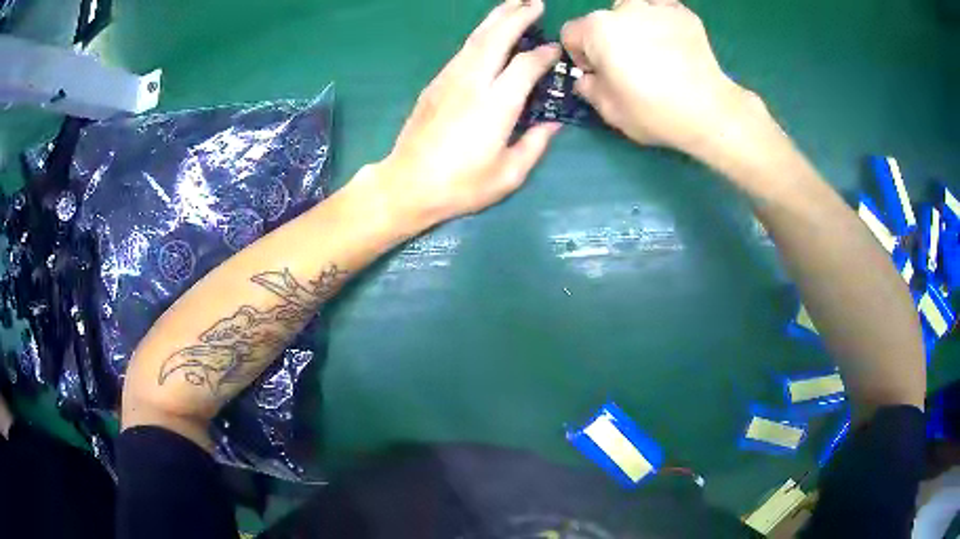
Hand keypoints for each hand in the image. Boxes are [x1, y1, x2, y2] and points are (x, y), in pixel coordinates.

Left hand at [377, 0, 561, 226]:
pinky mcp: (435, 83)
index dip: (544, 54)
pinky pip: (463, 50)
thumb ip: (535, 144)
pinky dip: (480, 35)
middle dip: (518, 15)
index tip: (556, 49)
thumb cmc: (461, 185)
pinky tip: (488, 33)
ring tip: (514, 5)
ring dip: (496, 18)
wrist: (407, 184)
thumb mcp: (508, 174)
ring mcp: (449, 79)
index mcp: (496, 104)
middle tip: (536, 2)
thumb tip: (553, 124)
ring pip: (476, 38)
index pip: (525, 65)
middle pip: (497, 37)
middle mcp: (472, 82)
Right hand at [561, 0, 766, 157]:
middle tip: (628, 64)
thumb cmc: (653, 111)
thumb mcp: (609, 110)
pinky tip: (671, 41)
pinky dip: (661, 20)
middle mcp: (623, 9)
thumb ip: (587, 88)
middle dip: (608, 39)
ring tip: (651, 48)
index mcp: (597, 29)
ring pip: (632, 8)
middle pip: (603, 19)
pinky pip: (662, 9)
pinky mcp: (684, 14)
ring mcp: (656, 8)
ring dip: (634, 24)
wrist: (708, 111)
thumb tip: (588, 78)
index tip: (598, 74)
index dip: (580, 55)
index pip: (572, 34)